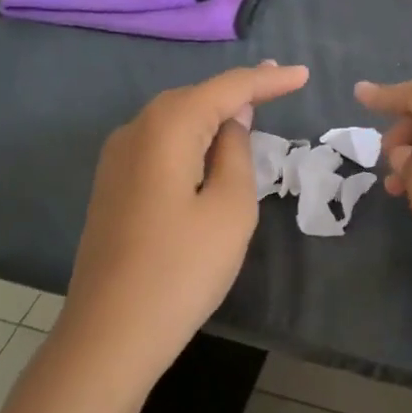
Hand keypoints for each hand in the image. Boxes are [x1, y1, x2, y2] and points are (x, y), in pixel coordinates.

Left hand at [65, 62, 308, 381]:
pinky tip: (211, 145)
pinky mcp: (113, 184)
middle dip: (239, 89)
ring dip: (215, 112)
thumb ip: (237, 152)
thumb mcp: (231, 208)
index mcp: (167, 127)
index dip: (268, 79)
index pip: (228, 88)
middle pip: (197, 96)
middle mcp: (136, 130)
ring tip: (253, 106)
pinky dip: (192, 135)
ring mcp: (117, 158)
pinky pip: (161, 142)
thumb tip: (233, 121)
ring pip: (176, 118)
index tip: (304, 74)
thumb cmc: (181, 270)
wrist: (108, 338)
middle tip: (280, 83)